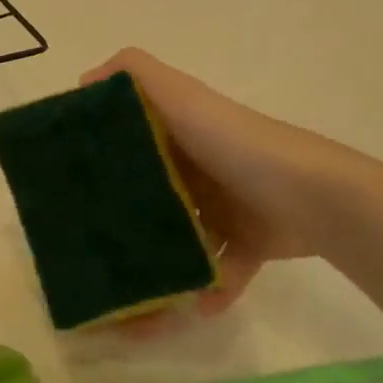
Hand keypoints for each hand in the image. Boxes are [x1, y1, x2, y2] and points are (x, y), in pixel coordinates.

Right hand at [82, 50, 382, 329]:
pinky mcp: (248, 242)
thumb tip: (84, 81)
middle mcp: (199, 166)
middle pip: (149, 193)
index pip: (129, 138)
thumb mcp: (185, 98)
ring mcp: (225, 206)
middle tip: (88, 248)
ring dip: (159, 267)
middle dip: (121, 221)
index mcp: (181, 130)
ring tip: (132, 299)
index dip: (99, 155)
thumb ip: (138, 75)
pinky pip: (217, 270)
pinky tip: (191, 307)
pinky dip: (206, 289)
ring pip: (179, 239)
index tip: (65, 182)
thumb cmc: (238, 146)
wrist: (318, 198)